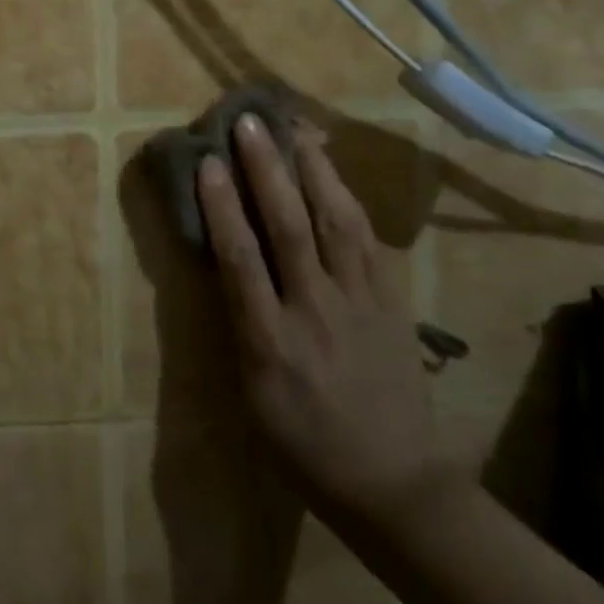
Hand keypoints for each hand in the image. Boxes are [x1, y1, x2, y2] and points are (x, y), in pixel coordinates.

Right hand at [196, 113, 455, 536]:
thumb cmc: (303, 444)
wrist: (393, 480)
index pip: (241, 257)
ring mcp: (361, 304)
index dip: (223, 204)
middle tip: (251, 123)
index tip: (209, 161)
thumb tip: (228, 264)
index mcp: (270, 341)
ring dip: (314, 172)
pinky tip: (335, 178)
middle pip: (289, 227)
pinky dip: (349, 203)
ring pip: (336, 223)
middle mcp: (315, 311)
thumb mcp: (252, 394)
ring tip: (298, 131)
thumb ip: (240, 325)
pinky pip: (370, 242)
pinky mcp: (393, 303)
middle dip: (267, 170)